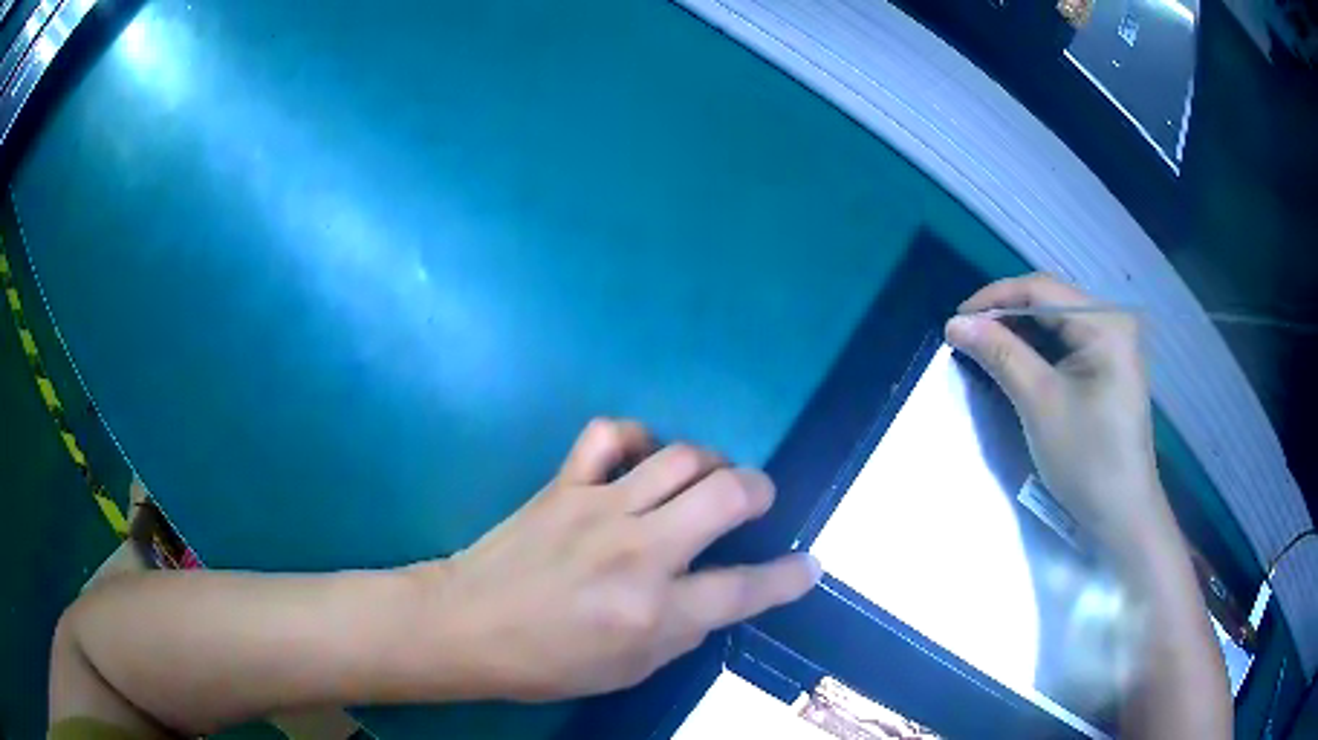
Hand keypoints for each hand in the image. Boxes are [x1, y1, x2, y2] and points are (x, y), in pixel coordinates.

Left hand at [412, 419, 819, 701]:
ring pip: (681, 457)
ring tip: (709, 480)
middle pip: (726, 495)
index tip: (809, 565)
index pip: (744, 588)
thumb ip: (683, 630)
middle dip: (760, 491)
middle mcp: (636, 552)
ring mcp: (598, 509)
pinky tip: (641, 459)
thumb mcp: (629, 669)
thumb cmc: (547, 662)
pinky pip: (610, 436)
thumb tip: (718, 594)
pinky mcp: (563, 484)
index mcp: (652, 611)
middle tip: (758, 502)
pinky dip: (637, 439)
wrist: (467, 625)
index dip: (788, 577)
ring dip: (711, 463)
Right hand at [945, 274, 1167, 553]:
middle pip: (1050, 302)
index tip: (956, 320)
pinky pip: (1068, 344)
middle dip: (1007, 316)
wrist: (1123, 514)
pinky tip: (1018, 363)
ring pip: (1057, 323)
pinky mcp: (1110, 366)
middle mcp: (1112, 322)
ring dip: (1020, 333)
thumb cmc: (1086, 459)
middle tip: (968, 338)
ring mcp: (1114, 344)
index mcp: (1104, 324)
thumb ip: (1000, 354)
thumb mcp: (1039, 403)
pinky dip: (1039, 351)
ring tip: (986, 350)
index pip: (1041, 290)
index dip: (995, 298)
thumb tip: (955, 323)